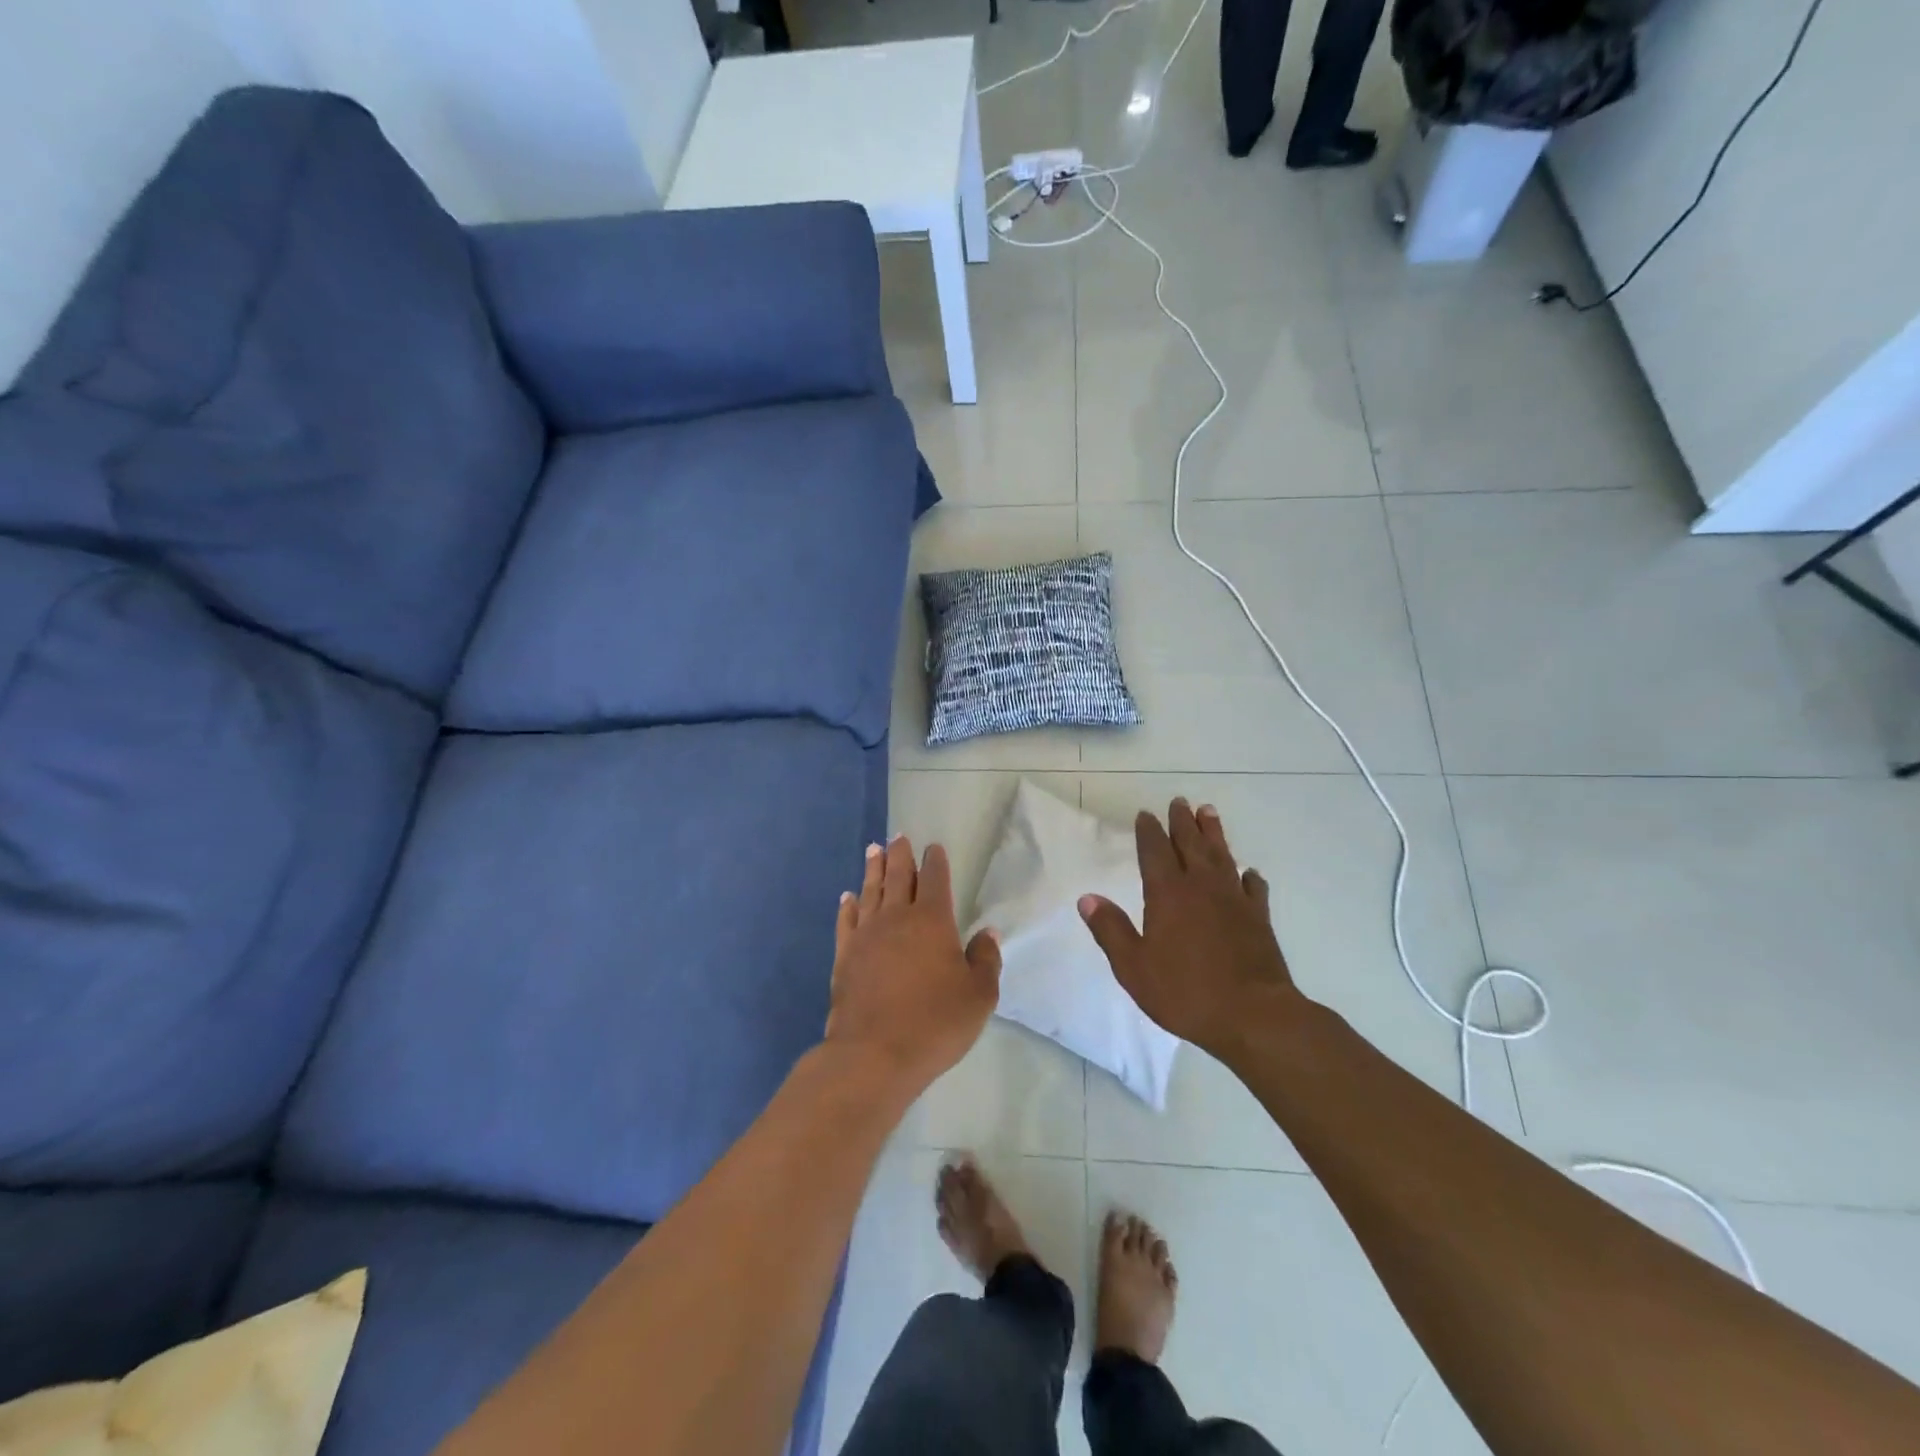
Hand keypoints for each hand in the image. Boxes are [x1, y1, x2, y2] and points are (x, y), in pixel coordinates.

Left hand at [826, 837, 1001, 1093]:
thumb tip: (986, 932)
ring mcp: (866, 935)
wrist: (874, 1054)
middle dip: (900, 854)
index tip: (933, 848)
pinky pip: (846, 921)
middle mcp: (896, 918)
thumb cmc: (935, 1023)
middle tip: (898, 837)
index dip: (935, 861)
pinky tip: (847, 897)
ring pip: (870, 891)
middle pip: (897, 876)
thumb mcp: (979, 996)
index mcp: (932, 920)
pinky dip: (848, 906)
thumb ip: (985, 959)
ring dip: (873, 869)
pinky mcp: (844, 956)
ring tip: (874, 849)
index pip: (934, 879)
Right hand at [1078, 799, 1302, 1058]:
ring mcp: (1234, 900)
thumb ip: (1111, 930)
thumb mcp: (1134, 967)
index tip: (1146, 814)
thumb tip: (1087, 898)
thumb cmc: (1185, 992)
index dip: (1149, 831)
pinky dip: (1249, 876)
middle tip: (1179, 801)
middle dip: (1182, 822)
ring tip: (1208, 813)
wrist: (1253, 1015)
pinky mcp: (1259, 918)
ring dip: (1214, 833)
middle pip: (1191, 844)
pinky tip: (1248, 873)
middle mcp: (1201, 887)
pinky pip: (1253, 888)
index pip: (1155, 852)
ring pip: (1222, 856)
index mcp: (1167, 894)